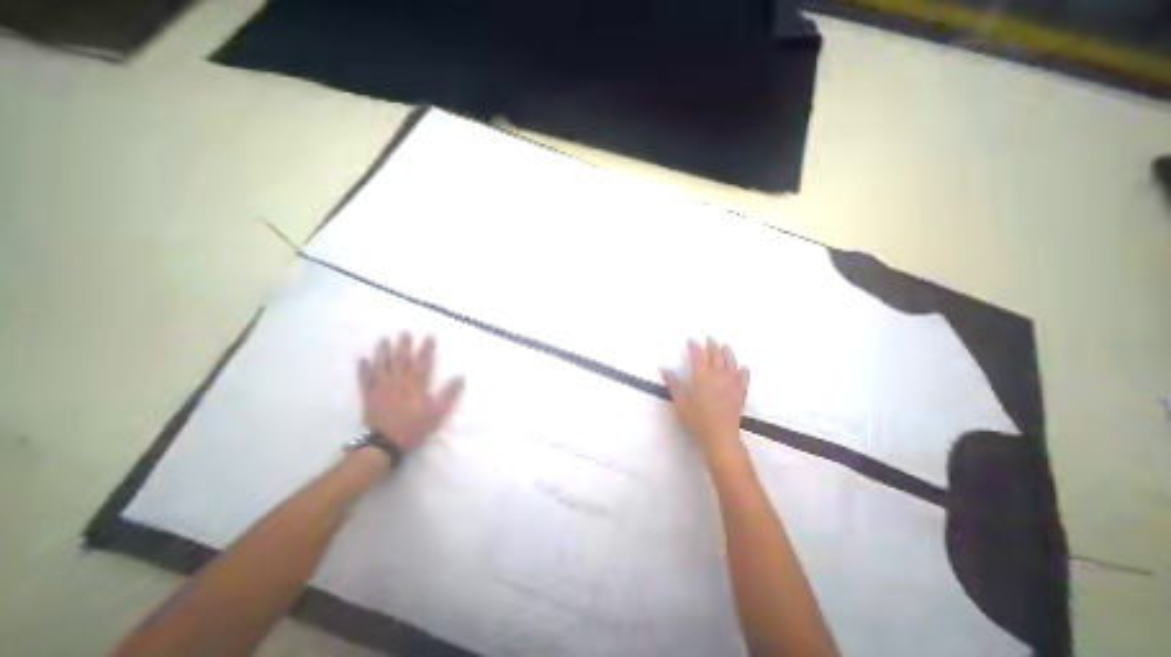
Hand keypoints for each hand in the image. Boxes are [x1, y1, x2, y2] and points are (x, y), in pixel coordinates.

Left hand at [360, 335, 463, 450]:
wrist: (385, 443)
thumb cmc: (415, 427)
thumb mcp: (438, 412)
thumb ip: (449, 393)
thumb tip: (460, 376)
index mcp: (416, 385)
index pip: (423, 362)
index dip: (427, 348)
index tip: (429, 336)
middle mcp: (399, 381)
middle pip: (401, 360)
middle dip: (404, 345)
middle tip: (404, 332)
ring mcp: (382, 388)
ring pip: (382, 365)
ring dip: (383, 352)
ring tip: (384, 339)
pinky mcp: (369, 396)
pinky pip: (365, 379)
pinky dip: (364, 369)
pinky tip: (363, 359)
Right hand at [659, 340, 748, 461]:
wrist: (720, 436)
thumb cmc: (697, 419)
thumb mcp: (680, 403)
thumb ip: (673, 384)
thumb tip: (663, 369)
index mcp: (702, 377)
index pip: (698, 357)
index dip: (694, 347)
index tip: (691, 339)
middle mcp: (718, 377)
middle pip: (716, 357)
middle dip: (713, 346)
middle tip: (710, 338)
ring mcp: (731, 385)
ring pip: (731, 364)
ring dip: (728, 353)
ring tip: (726, 345)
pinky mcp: (740, 394)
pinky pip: (743, 379)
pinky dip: (743, 371)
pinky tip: (743, 367)